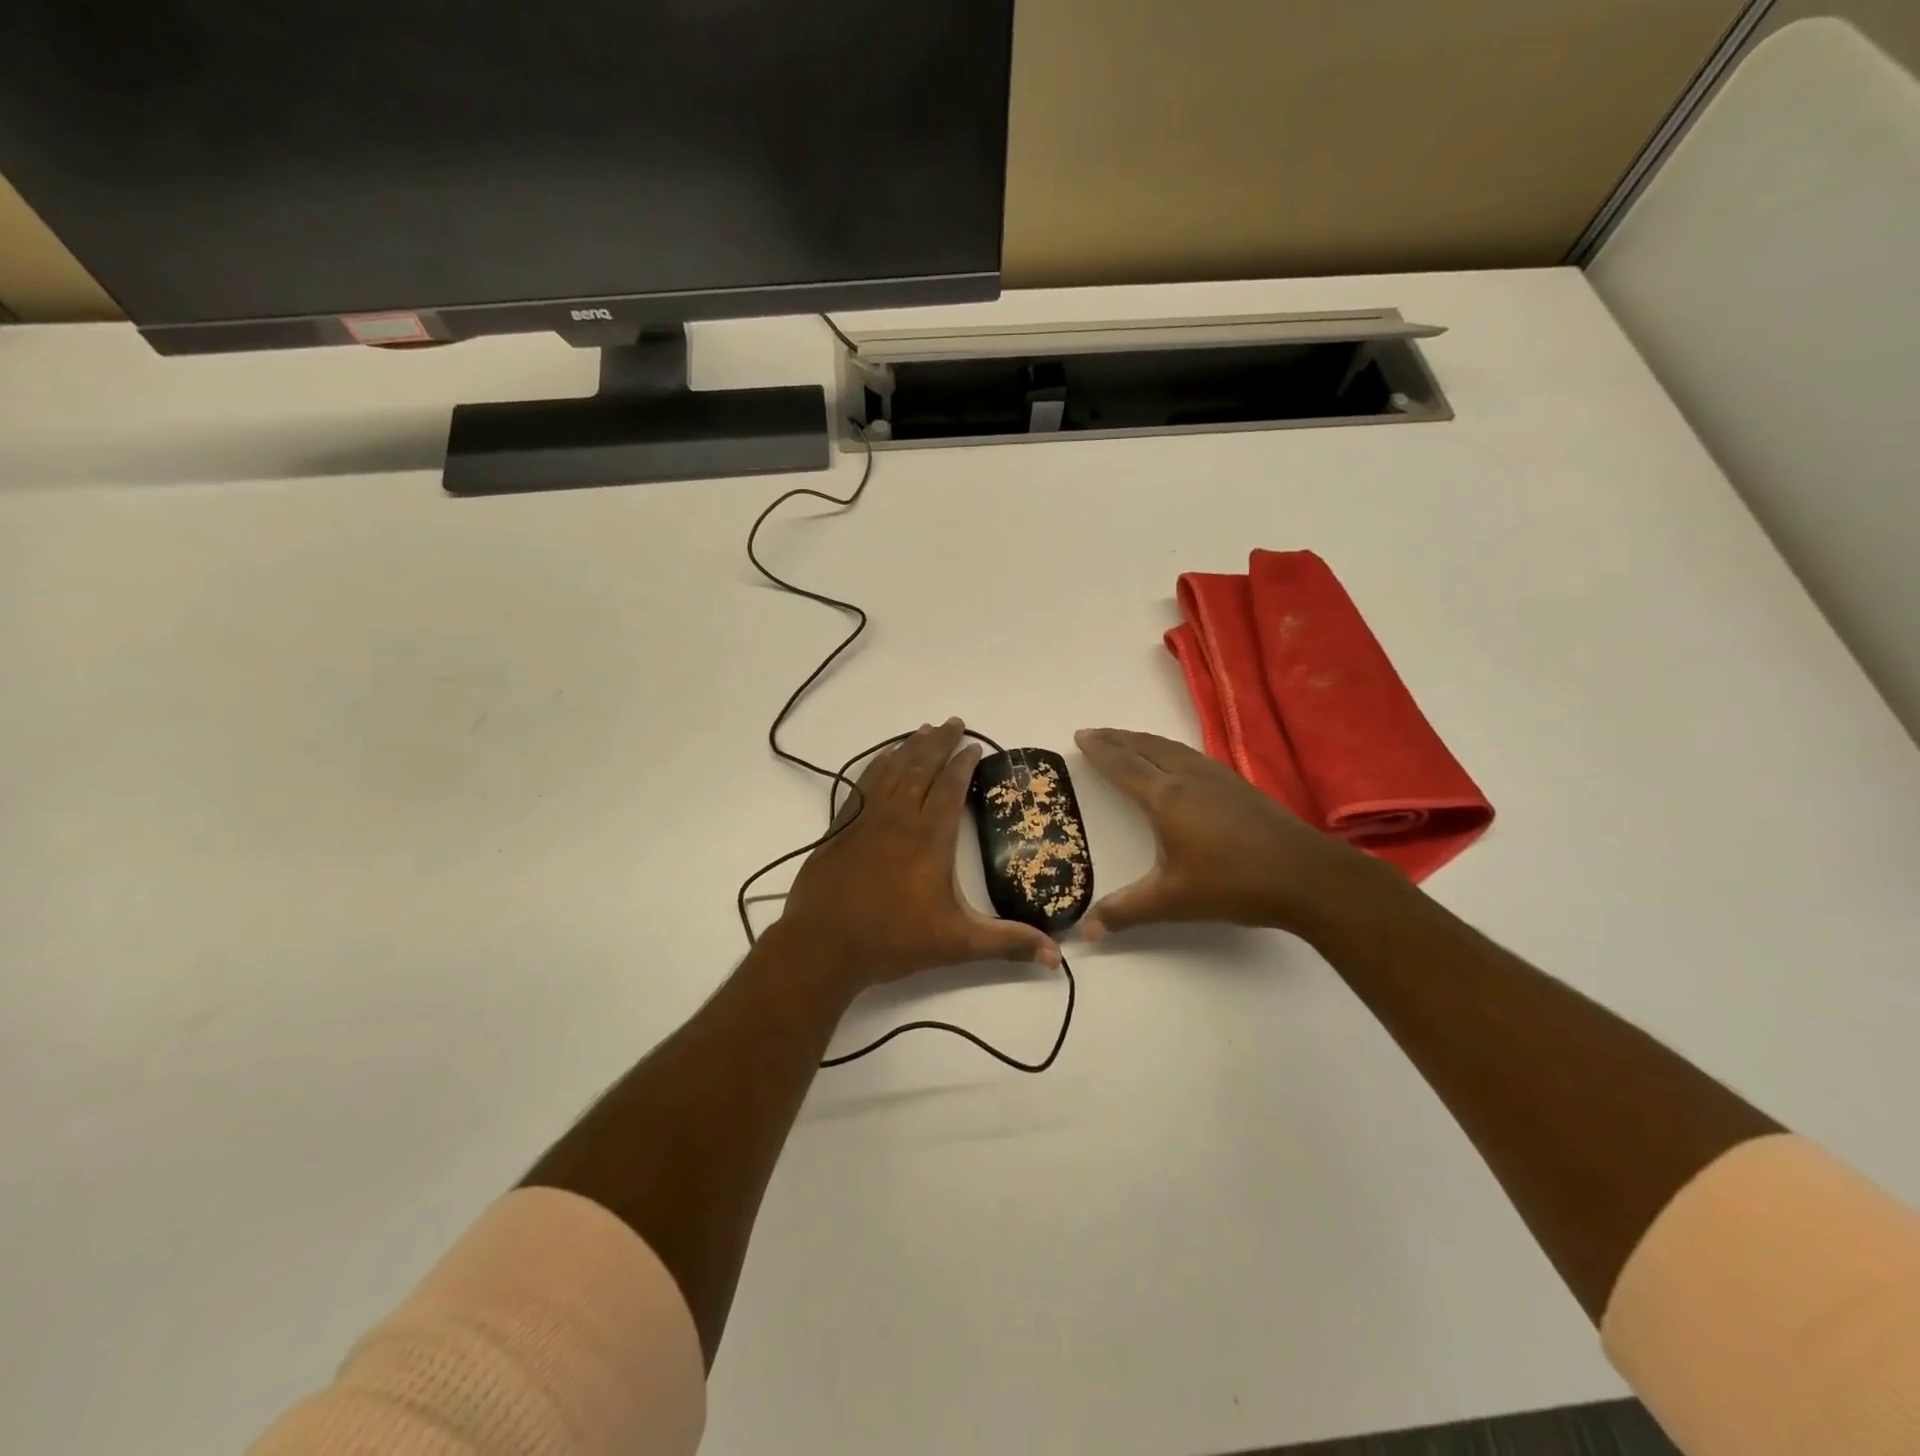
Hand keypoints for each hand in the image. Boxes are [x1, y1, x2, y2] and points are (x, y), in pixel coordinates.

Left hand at [778, 719, 1060, 991]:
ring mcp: (866, 818)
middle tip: (954, 722)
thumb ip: (1006, 944)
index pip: (950, 786)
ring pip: (892, 769)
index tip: (975, 746)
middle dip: (940, 742)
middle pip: (921, 766)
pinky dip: (877, 764)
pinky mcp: (841, 826)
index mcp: (930, 837)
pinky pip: (863, 782)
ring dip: (910, 746)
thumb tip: (1056, 957)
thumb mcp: (957, 944)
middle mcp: (899, 817)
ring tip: (924, 730)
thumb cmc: (893, 940)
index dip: (964, 763)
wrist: (823, 945)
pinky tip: (883, 758)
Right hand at [1073, 727, 1395, 941]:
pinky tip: (1178, 761)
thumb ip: (1125, 911)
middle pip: (1146, 747)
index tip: (1081, 735)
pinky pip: (1192, 755)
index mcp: (1166, 798)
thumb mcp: (1172, 901)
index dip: (1100, 750)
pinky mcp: (1239, 786)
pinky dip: (1170, 750)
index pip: (1123, 766)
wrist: (1306, 876)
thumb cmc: (1233, 884)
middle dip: (1118, 738)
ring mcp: (1218, 778)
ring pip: (1172, 748)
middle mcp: (1188, 778)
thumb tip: (1086, 932)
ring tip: (1129, 741)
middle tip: (1096, 732)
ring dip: (1144, 740)